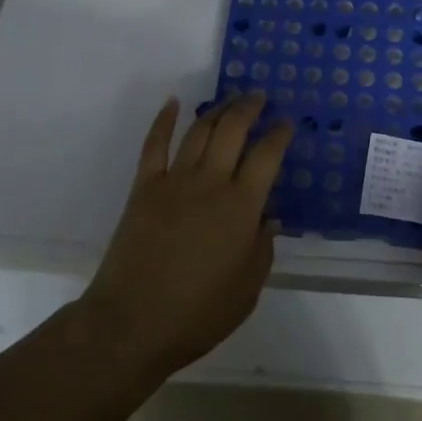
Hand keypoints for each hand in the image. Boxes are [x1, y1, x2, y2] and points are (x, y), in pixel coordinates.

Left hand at [79, 93, 291, 379]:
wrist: (134, 322)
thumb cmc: (198, 313)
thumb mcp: (247, 289)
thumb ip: (262, 248)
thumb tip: (269, 217)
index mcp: (241, 207)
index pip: (267, 156)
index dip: (279, 134)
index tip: (287, 122)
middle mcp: (211, 183)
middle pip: (232, 130)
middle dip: (249, 108)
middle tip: (260, 97)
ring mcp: (174, 181)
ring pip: (199, 131)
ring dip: (217, 109)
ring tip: (230, 99)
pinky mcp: (144, 187)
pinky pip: (155, 144)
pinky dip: (164, 120)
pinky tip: (173, 103)